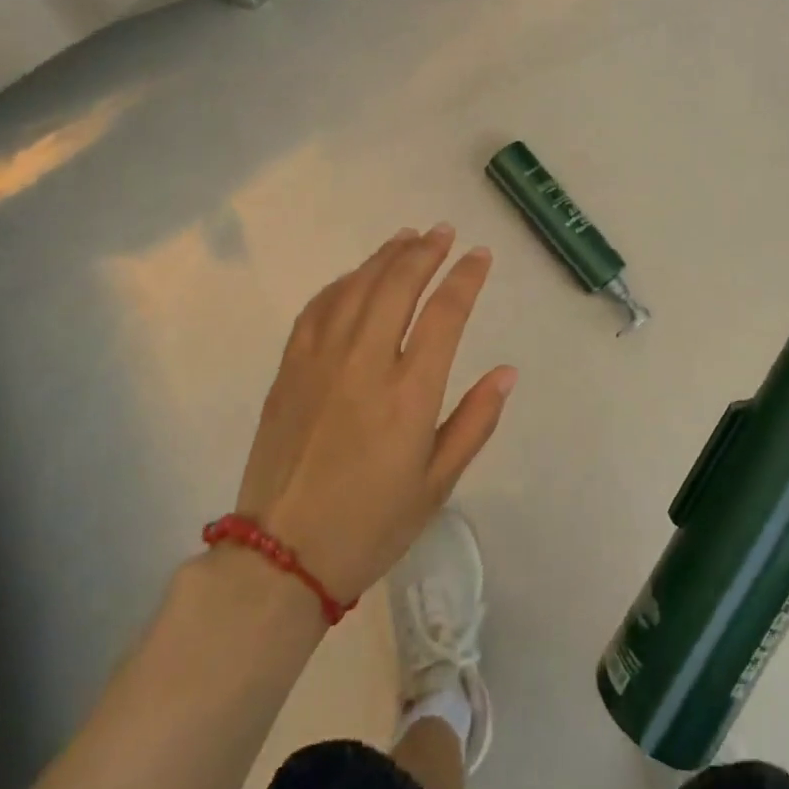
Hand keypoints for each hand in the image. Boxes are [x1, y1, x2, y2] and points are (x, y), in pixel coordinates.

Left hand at [234, 226, 516, 603]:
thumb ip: (474, 422)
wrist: (281, 556)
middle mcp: (365, 364)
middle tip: (443, 231)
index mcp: (409, 394)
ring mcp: (320, 362)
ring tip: (406, 237)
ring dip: (384, 257)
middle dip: (425, 252)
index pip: (445, 314)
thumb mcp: (437, 484)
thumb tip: (506, 372)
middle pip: (397, 286)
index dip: (466, 278)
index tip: (480, 255)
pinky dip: (340, 284)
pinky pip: (316, 309)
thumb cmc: (371, 524)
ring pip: (356, 288)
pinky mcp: (289, 370)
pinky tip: (355, 276)